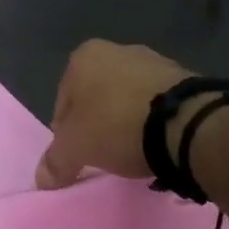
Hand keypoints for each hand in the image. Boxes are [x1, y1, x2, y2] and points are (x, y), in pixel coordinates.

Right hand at [36, 40, 190, 188]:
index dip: (66, 133)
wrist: (186, 123)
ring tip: (134, 151)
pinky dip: (153, 121)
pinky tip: (157, 142)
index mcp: (85, 57)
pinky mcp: (184, 78)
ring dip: (127, 122)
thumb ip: (55, 161)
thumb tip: (42, 179)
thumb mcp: (76, 148)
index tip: (78, 155)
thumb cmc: (117, 126)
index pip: (63, 102)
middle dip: (98, 124)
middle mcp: (118, 49)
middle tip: (104, 155)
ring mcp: (154, 61)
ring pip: (127, 98)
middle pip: (96, 97)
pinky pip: (157, 103)